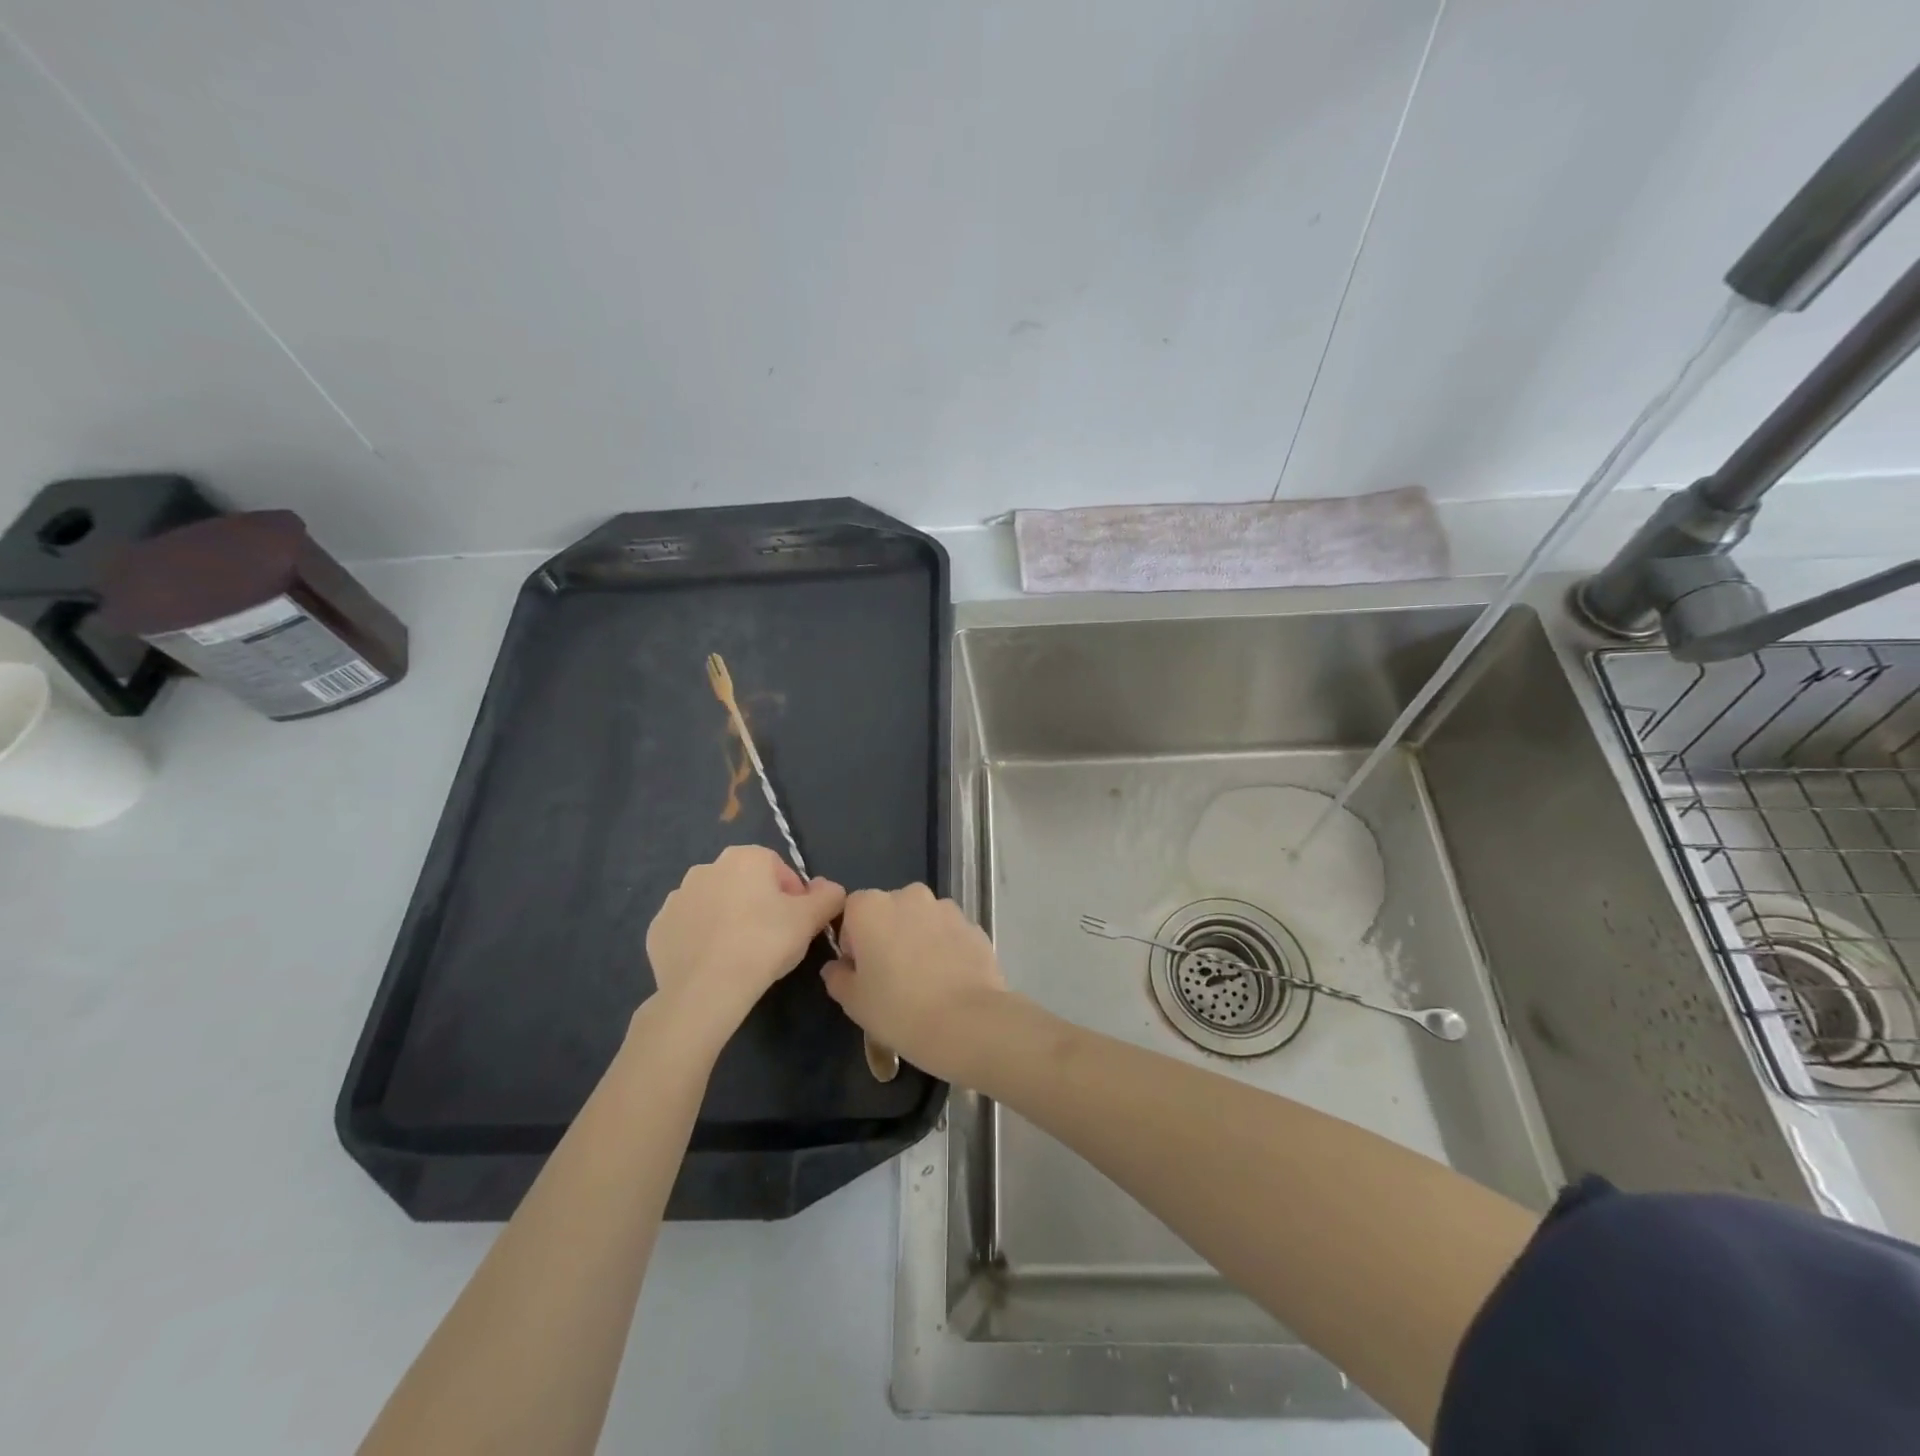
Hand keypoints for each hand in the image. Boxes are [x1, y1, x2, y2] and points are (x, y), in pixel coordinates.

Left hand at [644, 845, 844, 1045]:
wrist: (705, 990)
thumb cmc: (764, 944)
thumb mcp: (811, 919)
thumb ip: (829, 896)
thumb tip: (829, 888)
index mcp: (745, 857)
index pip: (779, 870)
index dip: (794, 897)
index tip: (797, 925)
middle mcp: (707, 867)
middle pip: (746, 885)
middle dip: (760, 906)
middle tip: (772, 941)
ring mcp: (677, 897)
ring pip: (716, 905)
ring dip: (730, 921)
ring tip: (742, 955)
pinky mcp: (658, 928)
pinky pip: (689, 928)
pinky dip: (702, 940)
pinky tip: (715, 964)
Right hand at [821, 885, 1006, 1080]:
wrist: (967, 1022)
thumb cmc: (899, 1010)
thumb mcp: (854, 1002)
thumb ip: (837, 977)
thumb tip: (837, 967)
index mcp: (871, 907)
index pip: (852, 911)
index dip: (853, 941)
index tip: (862, 970)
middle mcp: (908, 896)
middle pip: (889, 910)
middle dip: (887, 935)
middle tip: (892, 976)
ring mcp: (945, 907)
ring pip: (922, 919)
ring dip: (918, 938)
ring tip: (925, 980)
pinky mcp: (973, 924)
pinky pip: (949, 932)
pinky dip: (945, 947)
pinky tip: (949, 980)